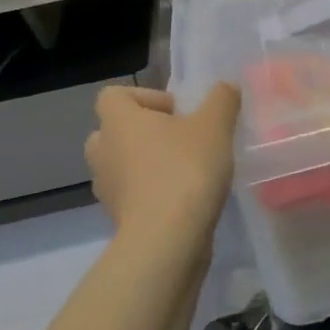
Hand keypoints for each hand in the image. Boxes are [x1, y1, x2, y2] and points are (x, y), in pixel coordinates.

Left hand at [85, 84, 240, 249]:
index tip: (175, 111)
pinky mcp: (118, 220)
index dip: (144, 97)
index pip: (113, 95)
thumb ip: (222, 100)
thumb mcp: (215, 125)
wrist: (167, 241)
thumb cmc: (185, 169)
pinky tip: (184, 199)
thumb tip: (225, 88)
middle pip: (113, 131)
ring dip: (146, 164)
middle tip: (178, 139)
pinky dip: (151, 194)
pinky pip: (131, 196)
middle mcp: (103, 151)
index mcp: (118, 121)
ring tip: (184, 170)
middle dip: (143, 132)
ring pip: (121, 165)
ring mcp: (107, 189)